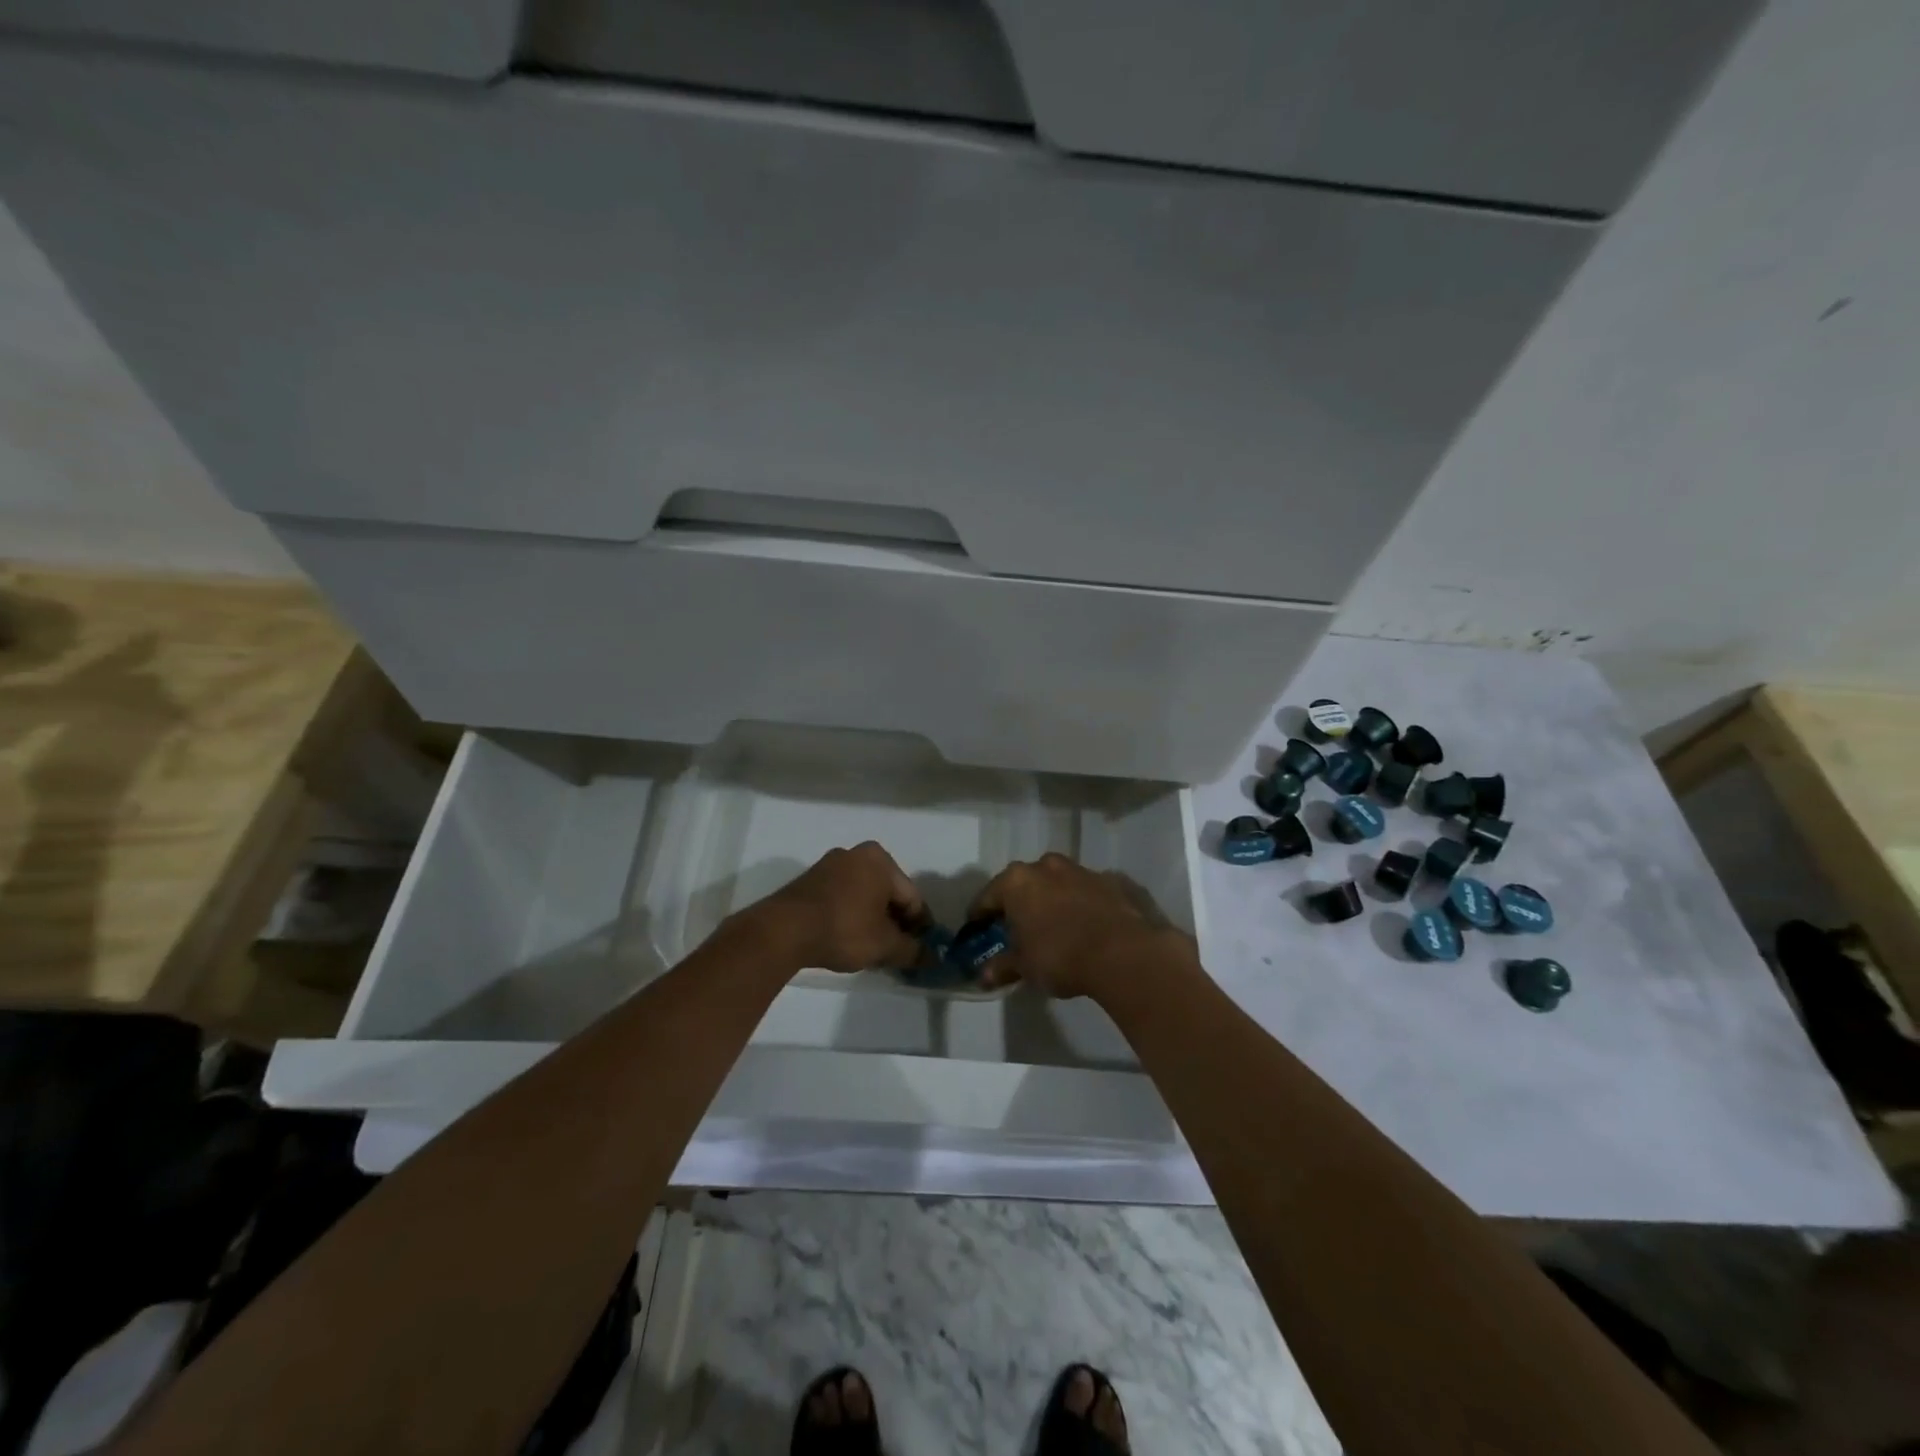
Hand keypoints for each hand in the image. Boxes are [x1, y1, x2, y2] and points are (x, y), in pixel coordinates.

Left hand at [739, 842, 925, 973]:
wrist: (782, 931)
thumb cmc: (843, 929)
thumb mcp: (883, 945)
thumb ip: (912, 950)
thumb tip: (933, 958)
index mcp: (880, 860)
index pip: (912, 897)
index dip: (921, 927)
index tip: (922, 950)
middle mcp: (857, 854)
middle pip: (888, 894)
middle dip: (895, 923)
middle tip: (897, 952)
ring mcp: (830, 865)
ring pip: (864, 896)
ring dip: (873, 921)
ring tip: (872, 950)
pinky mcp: (810, 881)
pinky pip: (843, 898)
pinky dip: (851, 916)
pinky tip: (848, 939)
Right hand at [970, 853, 1190, 999]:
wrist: (1122, 952)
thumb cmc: (1059, 956)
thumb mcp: (1024, 966)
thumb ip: (1002, 967)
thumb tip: (982, 977)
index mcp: (1016, 882)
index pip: (988, 896)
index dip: (980, 915)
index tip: (977, 929)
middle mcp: (1045, 866)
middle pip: (1022, 883)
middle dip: (1018, 903)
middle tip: (1016, 928)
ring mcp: (1079, 870)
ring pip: (1055, 883)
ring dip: (1050, 899)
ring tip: (1052, 926)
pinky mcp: (1108, 880)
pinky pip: (1084, 891)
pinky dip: (1079, 903)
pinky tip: (1083, 925)